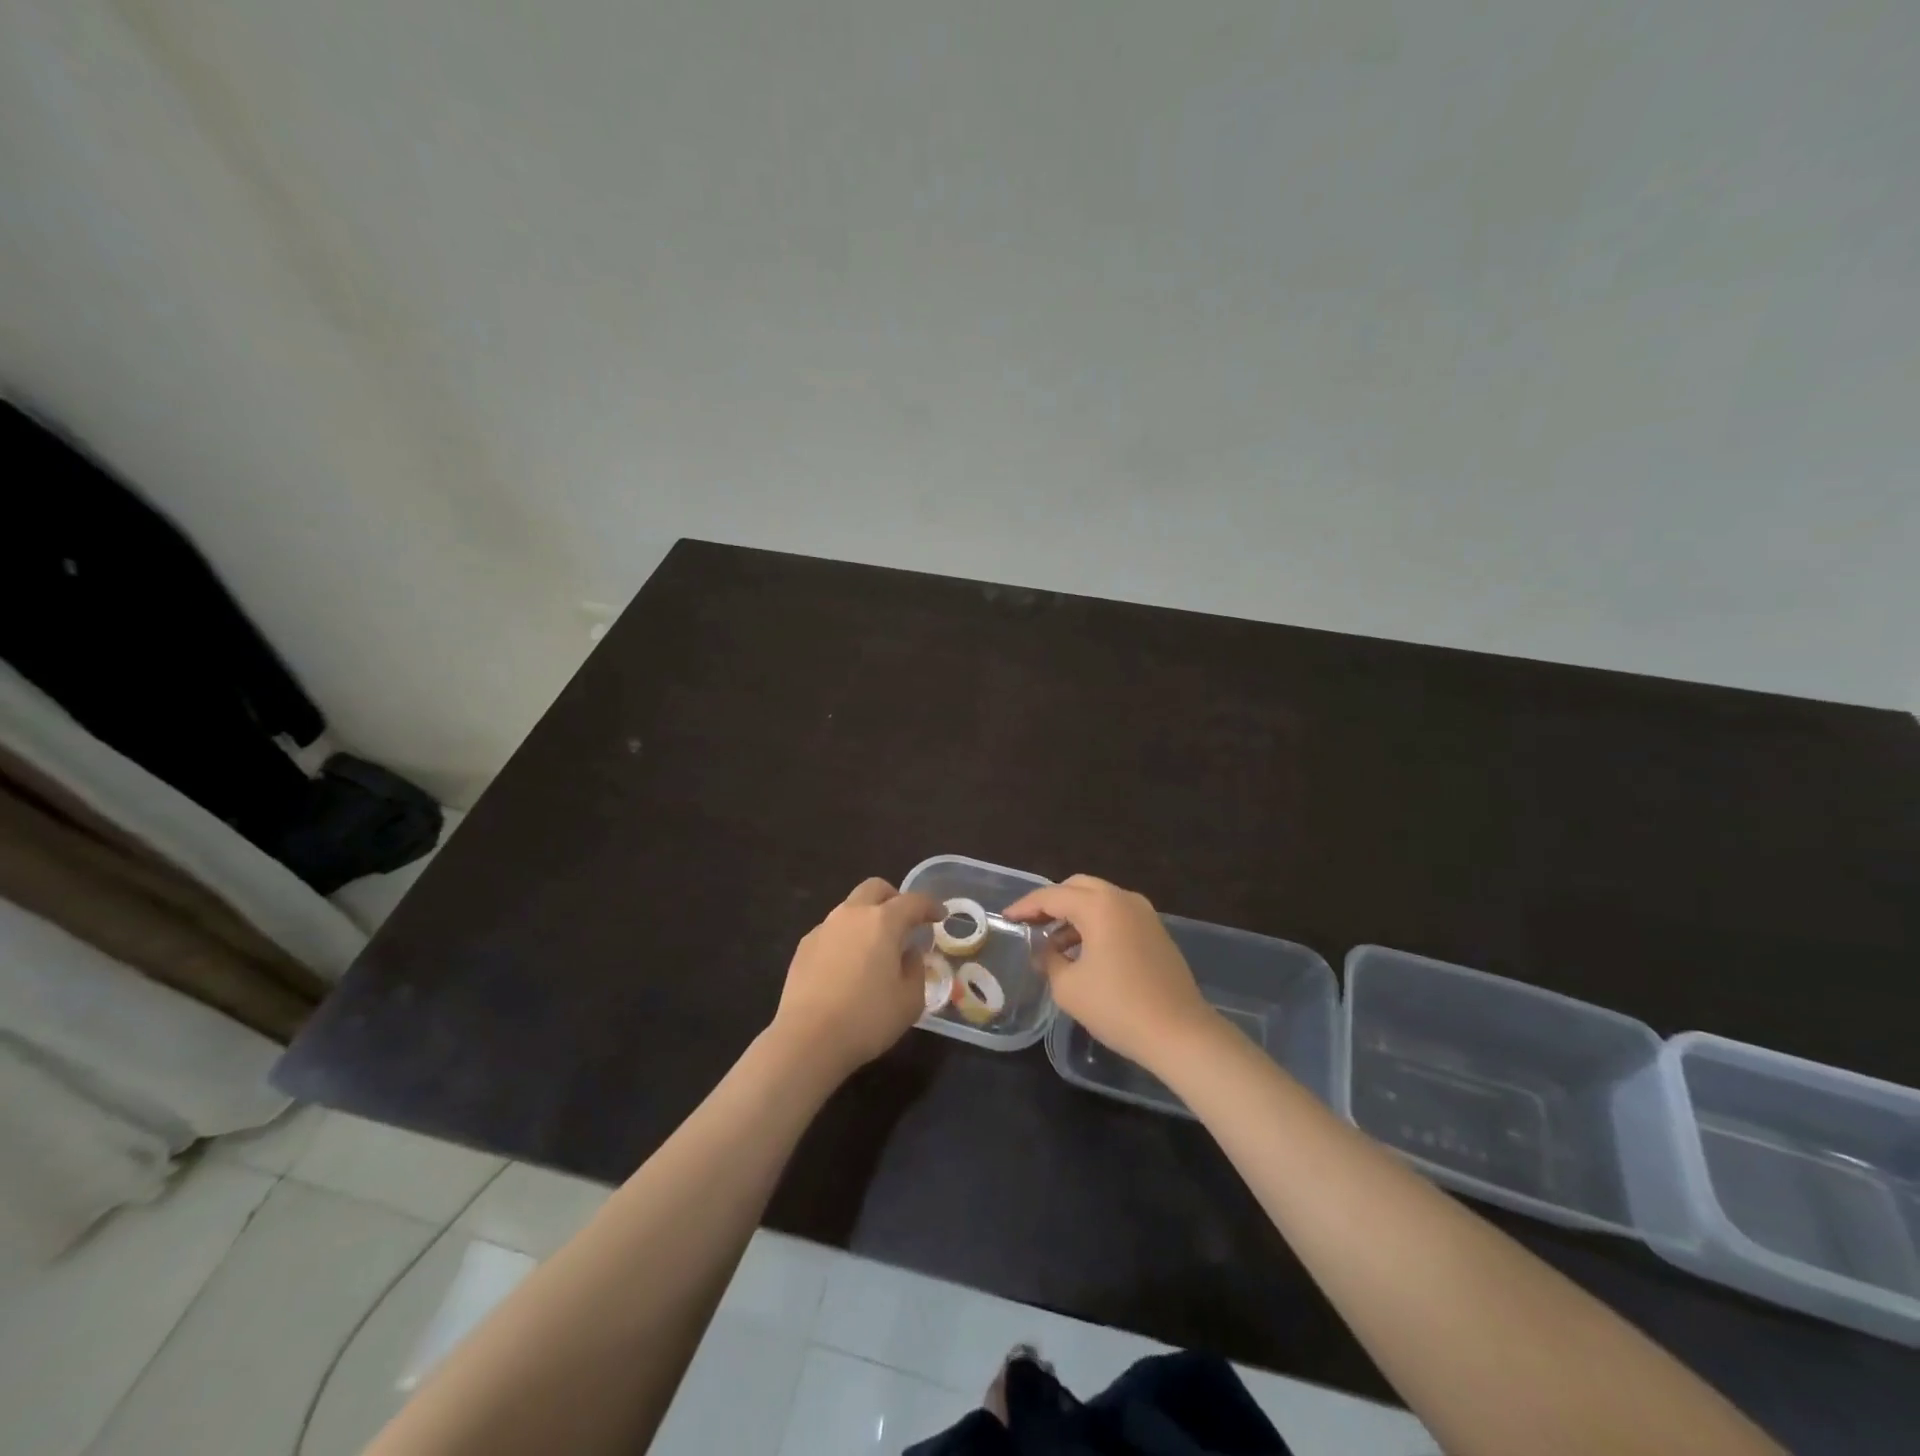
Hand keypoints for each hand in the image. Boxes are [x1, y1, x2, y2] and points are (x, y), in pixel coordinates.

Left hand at [771, 878, 940, 1078]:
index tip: (940, 917)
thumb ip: (916, 970)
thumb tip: (909, 954)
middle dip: (894, 898)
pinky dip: (846, 938)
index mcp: (883, 922)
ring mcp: (824, 928)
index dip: (930, 906)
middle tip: (905, 922)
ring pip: (851, 908)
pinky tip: (847, 966)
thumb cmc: (867, 1019)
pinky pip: (832, 930)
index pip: (913, 901)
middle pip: (875, 888)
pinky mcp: (804, 947)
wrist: (807, 1039)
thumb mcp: (910, 1001)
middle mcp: (852, 915)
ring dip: (867, 918)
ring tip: (875, 948)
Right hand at [1003, 875, 1215, 1071]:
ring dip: (1074, 914)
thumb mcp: (1069, 988)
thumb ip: (1050, 961)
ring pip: (1099, 900)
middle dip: (1051, 902)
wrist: (1180, 1033)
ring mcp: (1144, 914)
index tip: (1007, 918)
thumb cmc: (1118, 1007)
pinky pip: (1117, 915)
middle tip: (1030, 923)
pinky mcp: (1156, 932)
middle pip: (1078, 887)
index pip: (1052, 896)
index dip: (1025, 906)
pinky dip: (1095, 924)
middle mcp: (1123, 899)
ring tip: (1053, 943)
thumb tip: (1046, 952)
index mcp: (1099, 906)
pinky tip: (1083, 951)